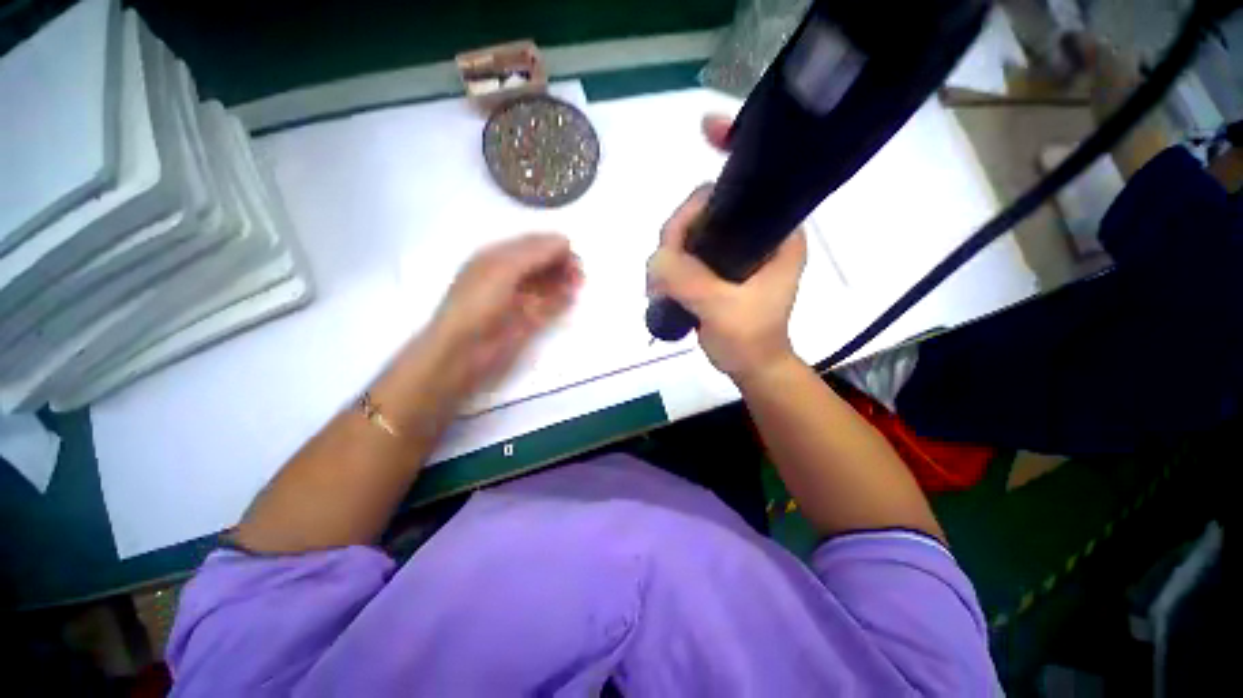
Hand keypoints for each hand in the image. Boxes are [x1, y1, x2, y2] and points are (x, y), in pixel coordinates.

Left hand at [427, 233, 581, 395]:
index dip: (553, 247)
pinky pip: (548, 306)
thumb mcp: (504, 268)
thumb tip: (564, 241)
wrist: (463, 350)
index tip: (574, 255)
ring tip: (577, 284)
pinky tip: (571, 298)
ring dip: (563, 282)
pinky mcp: (527, 321)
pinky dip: (560, 300)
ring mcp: (519, 299)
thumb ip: (535, 253)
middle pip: (541, 264)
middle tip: (579, 273)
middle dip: (561, 265)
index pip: (532, 244)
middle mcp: (509, 275)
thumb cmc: (479, 302)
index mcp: (498, 257)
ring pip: (547, 285)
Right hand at [646, 115, 806, 380]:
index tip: (705, 130)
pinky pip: (681, 252)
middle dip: (677, 231)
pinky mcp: (712, 267)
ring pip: (687, 232)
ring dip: (667, 253)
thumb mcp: (722, 309)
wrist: (748, 365)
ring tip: (660, 287)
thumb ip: (687, 279)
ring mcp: (730, 250)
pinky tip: (660, 285)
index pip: (752, 181)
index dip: (731, 150)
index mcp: (776, 233)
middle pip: (704, 207)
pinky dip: (666, 265)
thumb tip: (654, 259)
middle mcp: (754, 233)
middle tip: (663, 269)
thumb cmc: (749, 339)